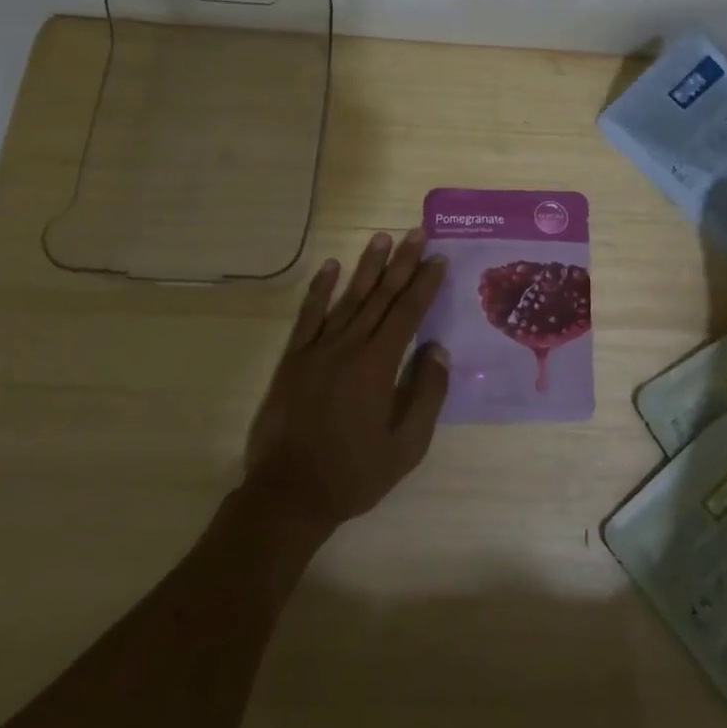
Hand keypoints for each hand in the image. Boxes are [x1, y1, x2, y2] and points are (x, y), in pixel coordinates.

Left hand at [242, 230, 450, 540]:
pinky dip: (320, 290)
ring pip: (348, 298)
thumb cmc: (353, 473)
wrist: (288, 494)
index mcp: (378, 365)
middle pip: (381, 296)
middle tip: (417, 233)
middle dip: (402, 264)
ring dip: (366, 266)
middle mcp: (349, 347)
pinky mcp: (294, 359)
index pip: (407, 313)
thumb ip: (426, 396)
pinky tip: (330, 267)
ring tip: (381, 238)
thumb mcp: (406, 446)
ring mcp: (318, 349)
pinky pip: (309, 316)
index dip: (424, 284)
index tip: (438, 259)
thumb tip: (438, 351)